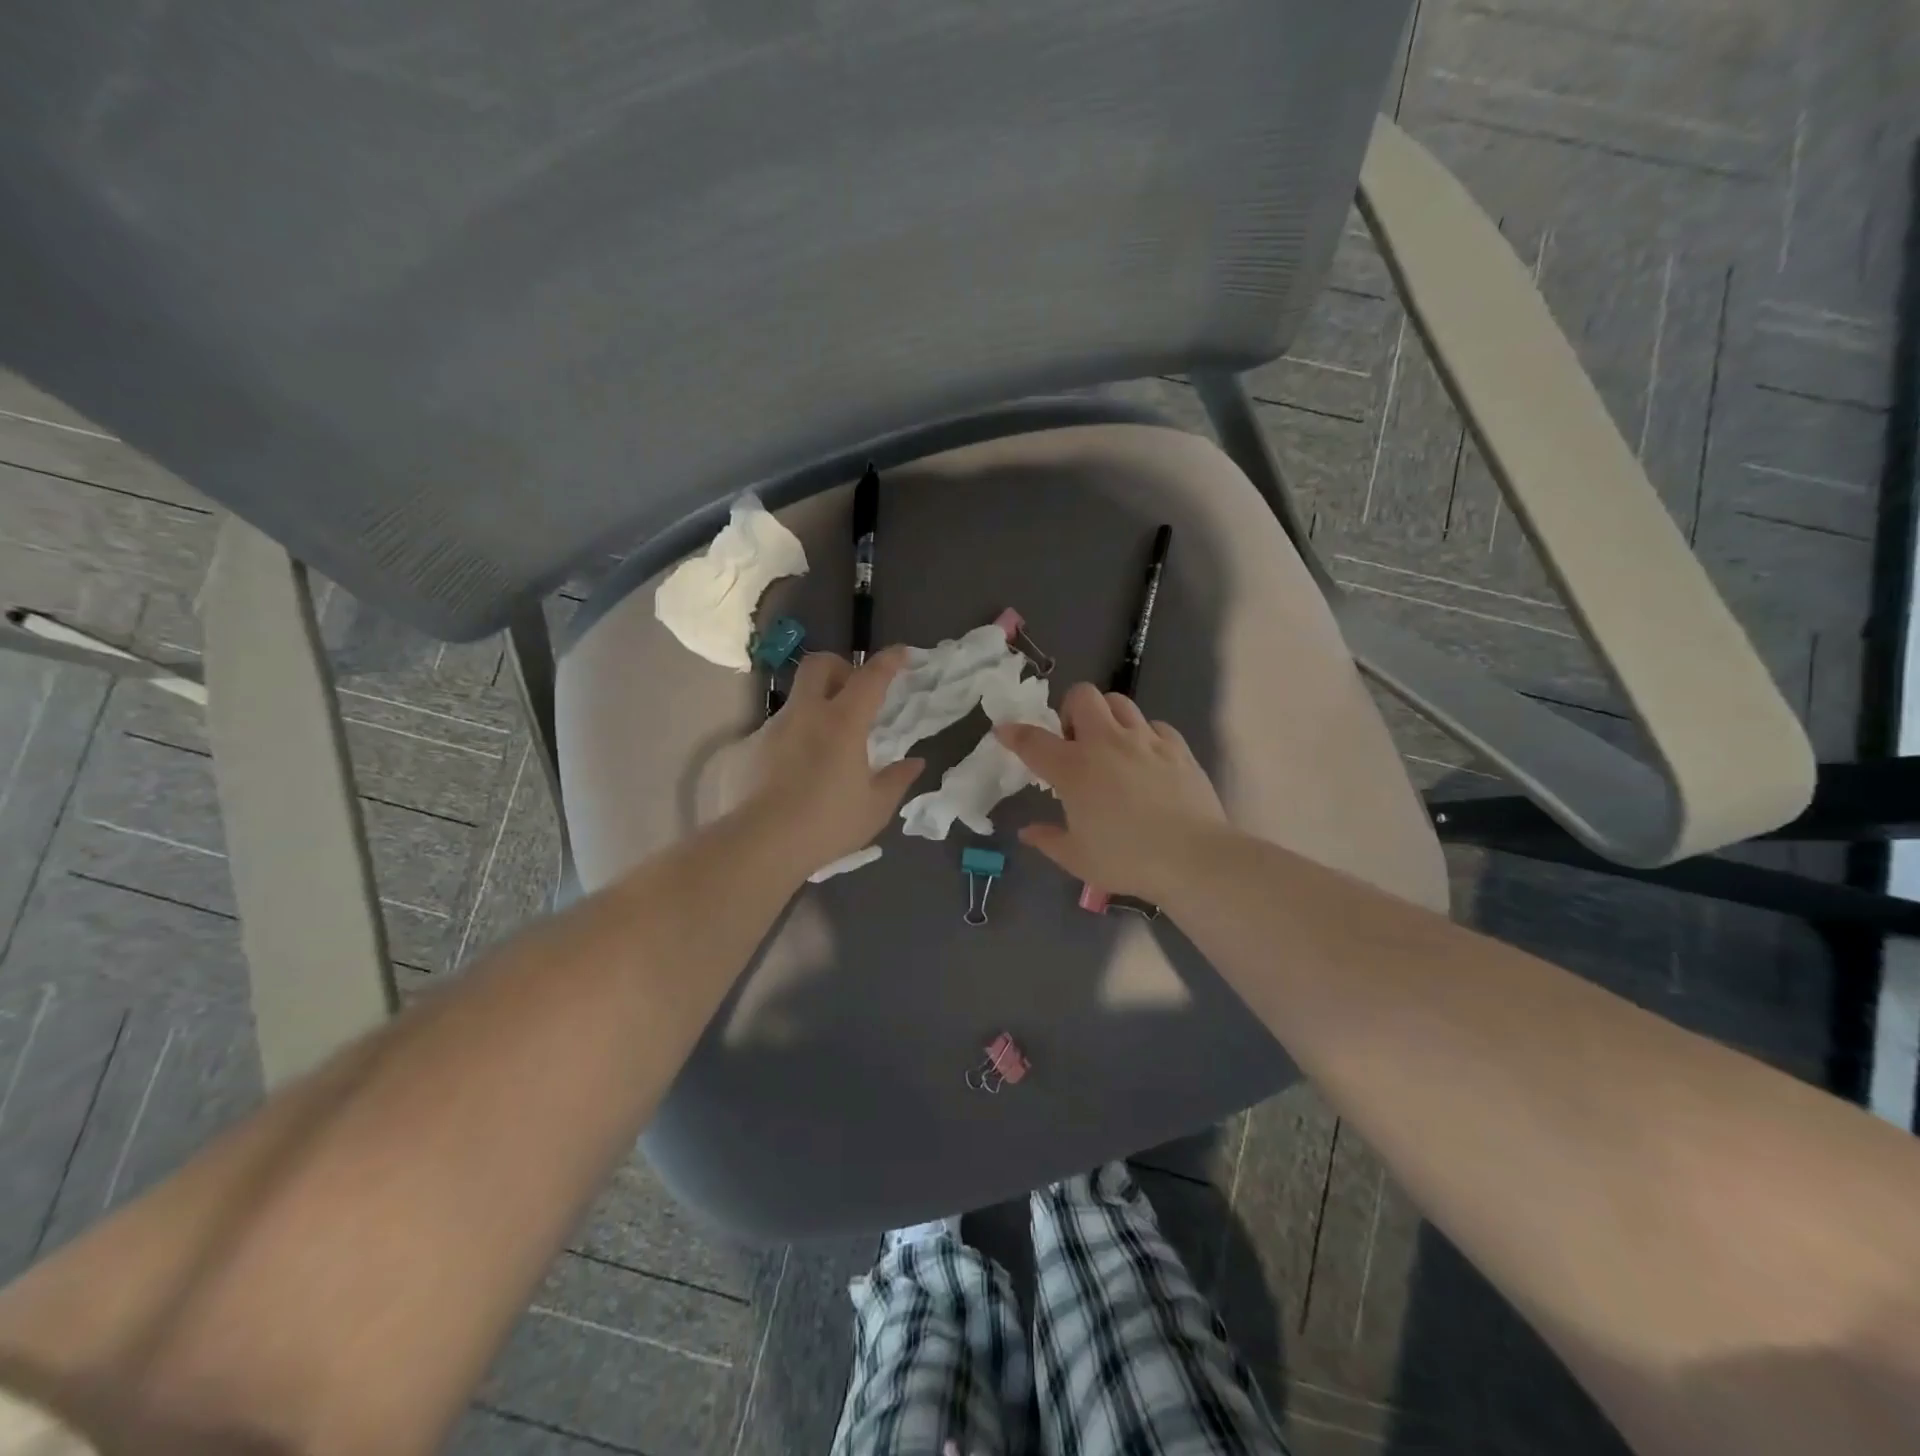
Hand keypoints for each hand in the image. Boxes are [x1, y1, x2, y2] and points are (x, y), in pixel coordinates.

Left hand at [742, 649, 923, 874]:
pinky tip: (801, 768)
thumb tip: (914, 763)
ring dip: (816, 705)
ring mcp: (774, 728)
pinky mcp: (752, 748)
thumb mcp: (874, 808)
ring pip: (798, 697)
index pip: (870, 678)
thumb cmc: (827, 823)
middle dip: (840, 666)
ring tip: (828, 741)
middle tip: (853, 691)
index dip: (889, 661)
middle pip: (820, 664)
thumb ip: (896, 780)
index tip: (901, 654)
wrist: (761, 844)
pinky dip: (796, 735)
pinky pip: (780, 728)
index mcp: (843, 722)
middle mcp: (807, 714)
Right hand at [996, 683, 1225, 901]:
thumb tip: (1028, 832)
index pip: (1033, 740)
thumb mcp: (1077, 858)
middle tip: (1074, 741)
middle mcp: (1106, 742)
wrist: (1192, 857)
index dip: (1014, 733)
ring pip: (1119, 702)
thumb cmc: (1126, 859)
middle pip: (1082, 696)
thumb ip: (1048, 840)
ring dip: (1107, 716)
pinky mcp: (1177, 747)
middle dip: (1070, 710)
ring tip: (1110, 744)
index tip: (1004, 732)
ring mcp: (1145, 740)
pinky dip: (1144, 735)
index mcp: (1073, 768)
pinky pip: (1154, 725)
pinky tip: (1146, 759)